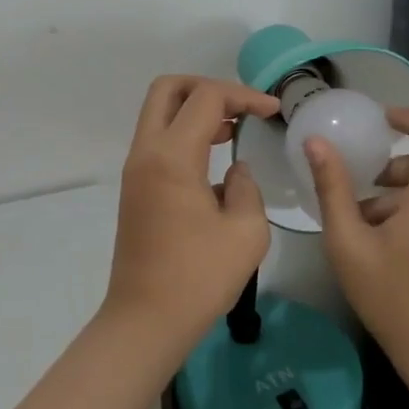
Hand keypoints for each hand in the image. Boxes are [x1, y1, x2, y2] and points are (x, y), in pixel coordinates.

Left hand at [107, 74, 279, 352]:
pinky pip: (157, 141)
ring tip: (233, 128)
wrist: (146, 321)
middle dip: (207, 87)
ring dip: (195, 110)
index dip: (244, 95)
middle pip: (168, 89)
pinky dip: (184, 133)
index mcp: (172, 157)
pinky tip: (215, 158)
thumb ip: (247, 188)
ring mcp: (135, 170)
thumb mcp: (246, 231)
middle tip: (240, 107)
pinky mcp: (134, 188)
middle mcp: (146, 153)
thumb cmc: (199, 278)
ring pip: (158, 114)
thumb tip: (235, 172)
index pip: (206, 98)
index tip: (273, 111)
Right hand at [305, 107, 408, 379]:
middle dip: (392, 171)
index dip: (408, 116)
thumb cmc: (395, 301)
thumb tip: (315, 142)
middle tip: (359, 195)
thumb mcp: (350, 244)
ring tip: (370, 230)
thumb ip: (333, 188)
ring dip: (403, 195)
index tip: (379, 121)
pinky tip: (395, 247)